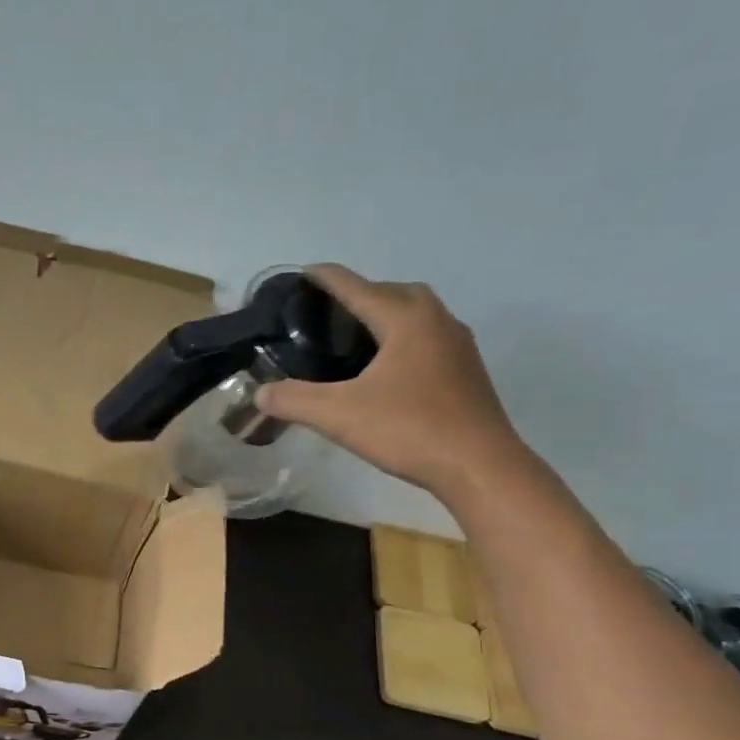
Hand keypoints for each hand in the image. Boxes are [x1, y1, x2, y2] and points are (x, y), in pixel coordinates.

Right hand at [255, 264, 524, 498]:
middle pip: (393, 292)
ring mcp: (457, 345)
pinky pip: (428, 338)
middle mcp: (436, 320)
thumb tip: (260, 394)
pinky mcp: (466, 371)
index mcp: (405, 319)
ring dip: (386, 314)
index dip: (327, 279)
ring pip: (416, 313)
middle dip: (361, 293)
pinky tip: (387, 367)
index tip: (304, 273)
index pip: (358, 287)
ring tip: (355, 337)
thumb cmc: (409, 429)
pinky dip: (402, 338)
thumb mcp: (338, 416)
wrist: (479, 465)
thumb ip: (293, 401)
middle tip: (329, 313)